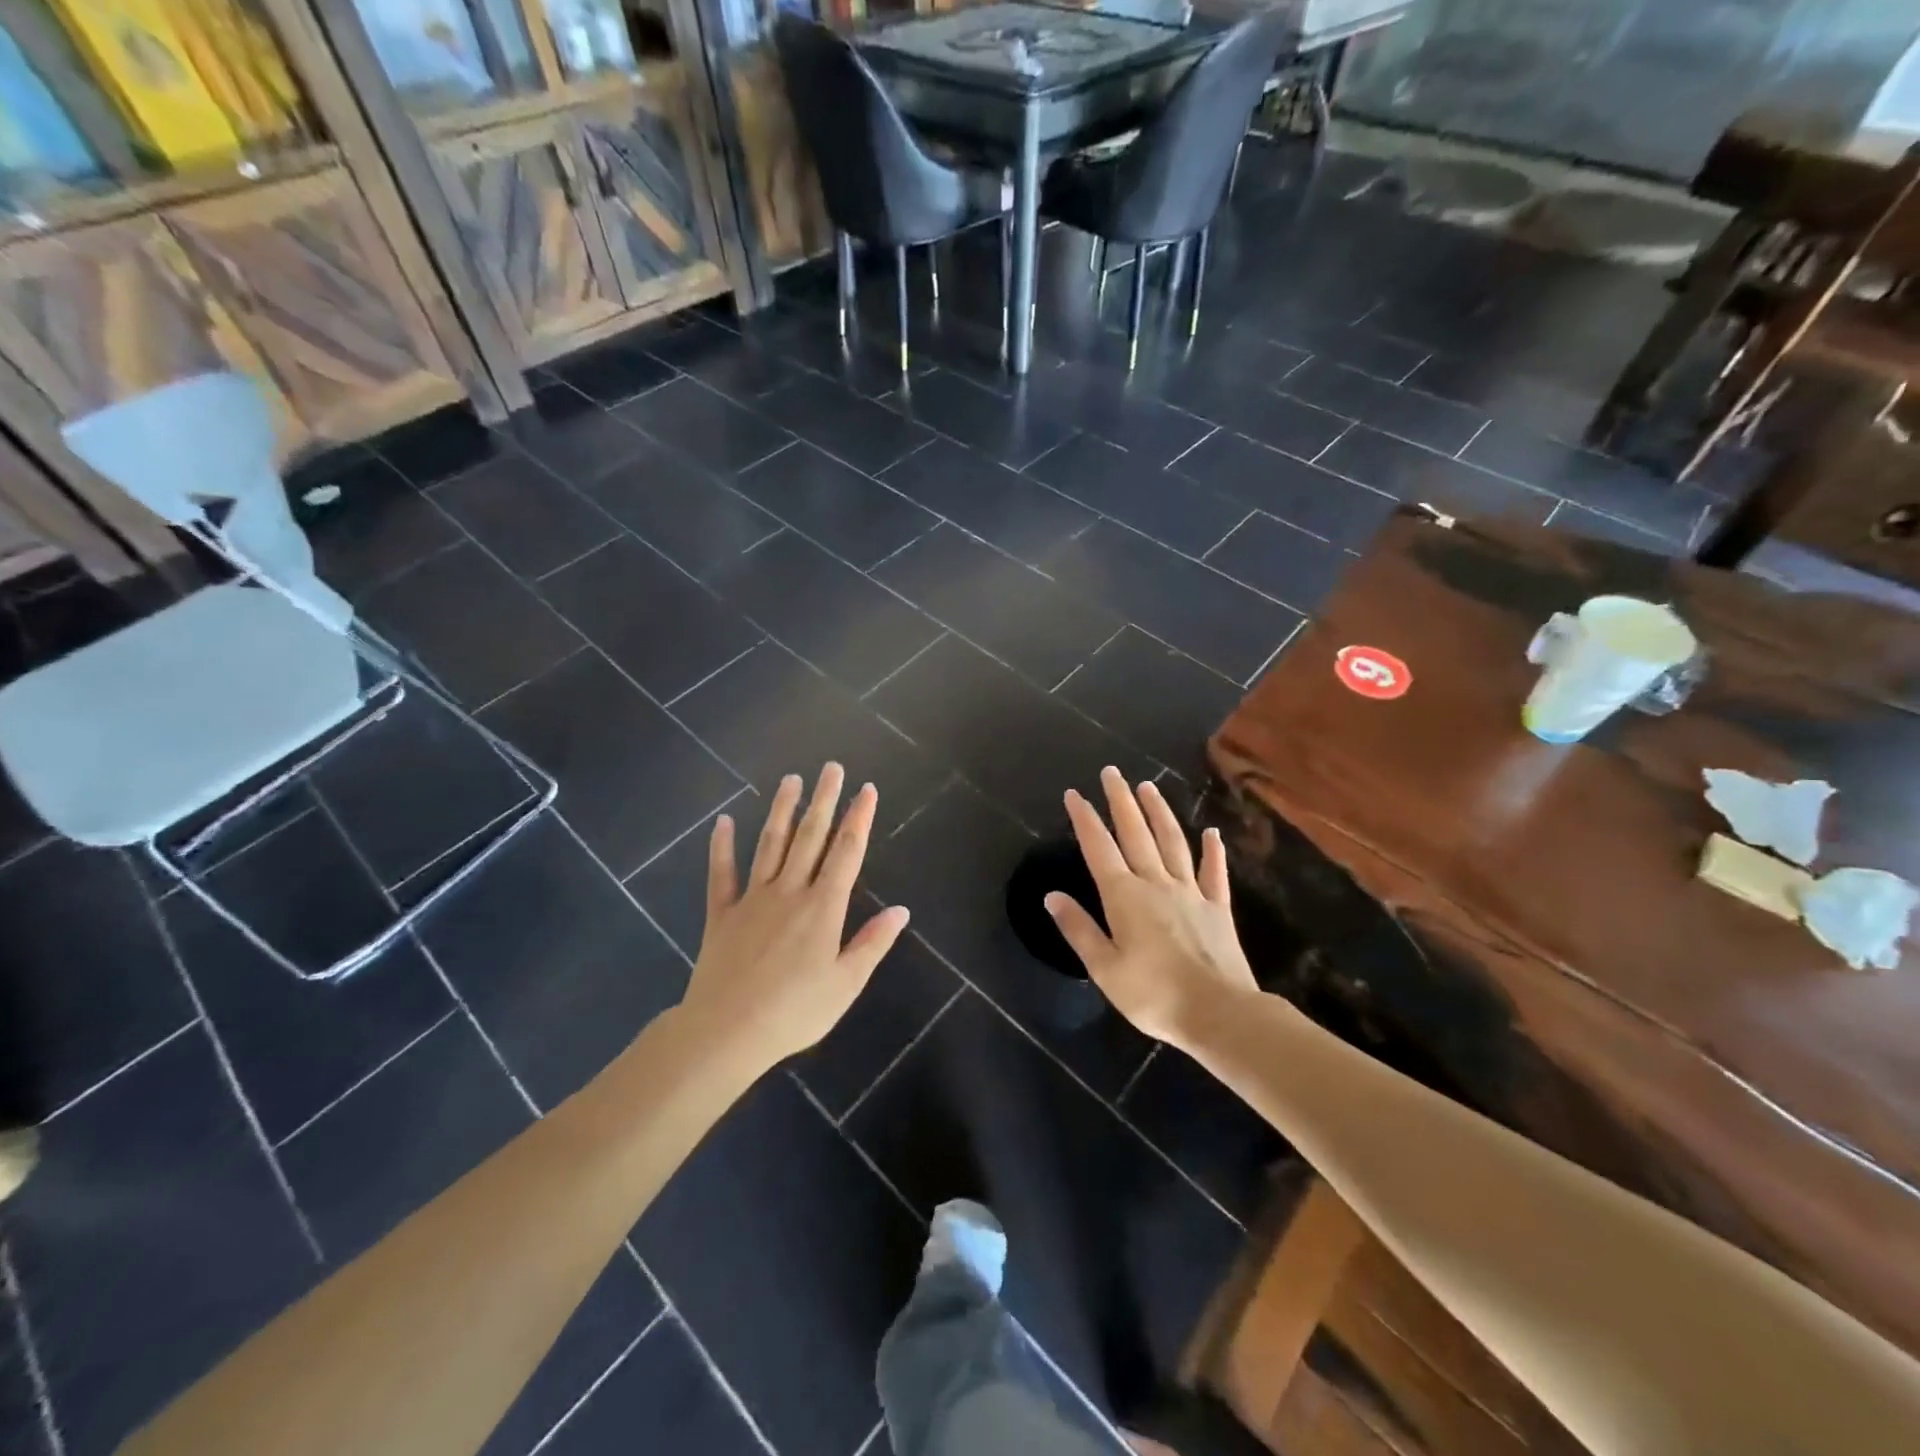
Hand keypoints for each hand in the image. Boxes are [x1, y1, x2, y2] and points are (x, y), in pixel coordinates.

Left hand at [682, 764, 909, 1066]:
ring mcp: (752, 899)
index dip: (859, 818)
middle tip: (832, 768)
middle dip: (824, 800)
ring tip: (791, 780)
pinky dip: (721, 846)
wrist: (726, 1032)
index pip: (847, 852)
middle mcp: (789, 891)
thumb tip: (901, 910)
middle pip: (810, 837)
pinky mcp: (721, 914)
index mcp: (823, 907)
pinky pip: (721, 873)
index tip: (866, 789)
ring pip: (770, 844)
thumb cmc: (794, 1012)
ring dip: (782, 810)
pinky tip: (723, 822)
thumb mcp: (846, 984)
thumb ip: (873, 943)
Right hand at [1046, 767, 1256, 1047]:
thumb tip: (1052, 895)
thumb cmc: (1153, 995)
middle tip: (1112, 772)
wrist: (1219, 1013)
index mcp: (1124, 896)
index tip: (1074, 794)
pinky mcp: (1218, 908)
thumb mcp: (1104, 968)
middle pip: (1135, 833)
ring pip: (1172, 842)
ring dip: (1159, 813)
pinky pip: (1214, 873)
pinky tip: (1211, 833)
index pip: (1099, 848)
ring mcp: (1190, 892)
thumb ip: (1078, 929)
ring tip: (1149, 787)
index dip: (1085, 819)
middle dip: (1120, 801)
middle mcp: (1156, 883)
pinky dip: (1212, 851)